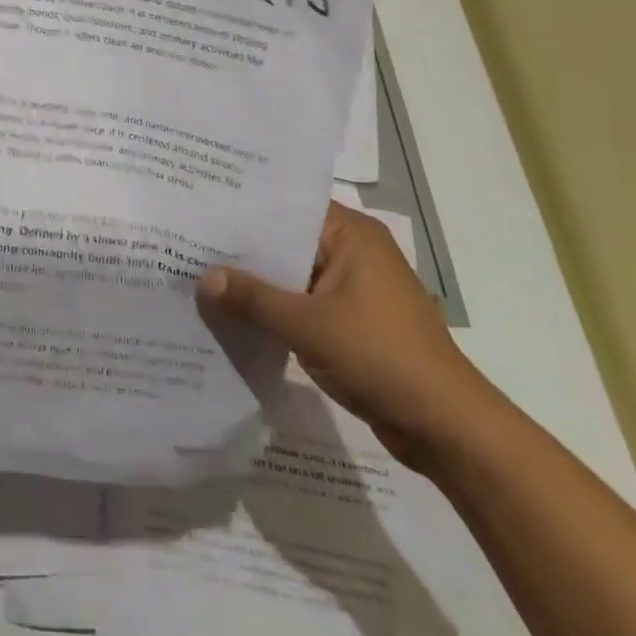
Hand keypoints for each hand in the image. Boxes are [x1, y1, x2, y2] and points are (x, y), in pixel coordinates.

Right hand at [199, 200, 494, 470]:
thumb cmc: (382, 357)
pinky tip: (234, 316)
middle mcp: (353, 252)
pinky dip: (275, 311)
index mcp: (351, 234)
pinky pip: (302, 305)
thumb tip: (203, 279)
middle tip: (187, 240)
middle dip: (243, 249)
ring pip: (292, 276)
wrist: (448, 431)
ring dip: (257, 284)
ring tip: (199, 276)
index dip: (245, 206)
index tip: (199, 205)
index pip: (287, 206)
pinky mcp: (352, 323)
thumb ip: (253, 299)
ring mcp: (353, 290)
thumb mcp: (308, 325)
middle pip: (287, 241)